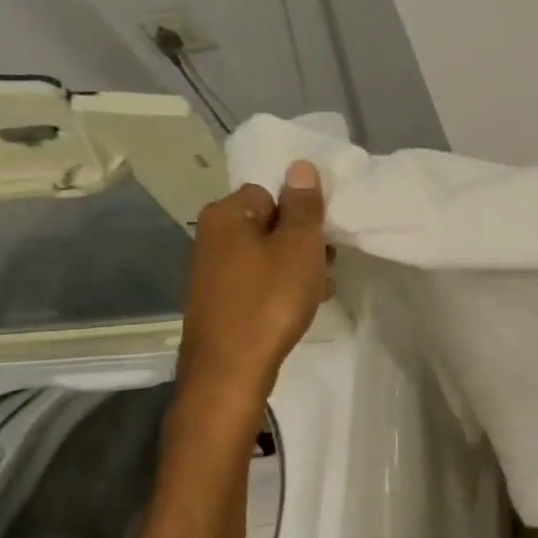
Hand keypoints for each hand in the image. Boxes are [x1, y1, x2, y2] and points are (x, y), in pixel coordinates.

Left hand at [176, 160, 330, 403]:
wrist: (230, 371)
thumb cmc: (269, 300)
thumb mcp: (299, 247)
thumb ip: (304, 205)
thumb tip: (300, 166)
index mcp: (226, 214)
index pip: (271, 192)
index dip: (300, 213)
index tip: (320, 238)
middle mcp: (212, 237)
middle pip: (270, 223)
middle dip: (302, 242)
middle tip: (325, 266)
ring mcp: (214, 272)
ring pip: (268, 255)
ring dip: (297, 268)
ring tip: (319, 290)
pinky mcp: (220, 301)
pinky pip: (259, 281)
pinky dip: (281, 289)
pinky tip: (300, 307)